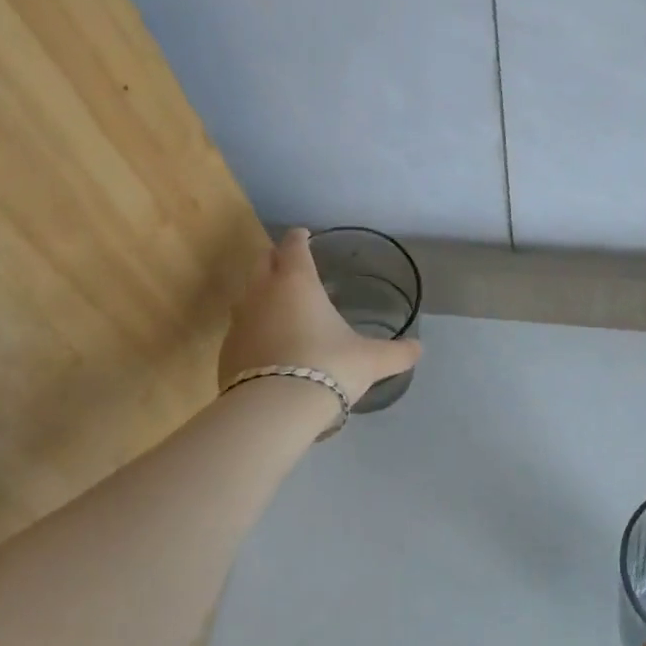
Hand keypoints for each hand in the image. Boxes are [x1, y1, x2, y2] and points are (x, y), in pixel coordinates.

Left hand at [219, 228, 422, 407]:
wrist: (274, 410)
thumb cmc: (328, 368)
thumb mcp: (371, 361)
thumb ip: (396, 353)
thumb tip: (419, 349)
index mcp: (297, 282)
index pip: (294, 246)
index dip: (300, 238)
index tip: (304, 235)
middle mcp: (262, 293)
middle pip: (263, 261)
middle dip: (276, 258)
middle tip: (291, 264)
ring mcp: (239, 321)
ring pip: (247, 294)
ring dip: (262, 293)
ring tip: (280, 306)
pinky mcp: (227, 351)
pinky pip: (241, 329)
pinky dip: (254, 328)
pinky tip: (268, 345)